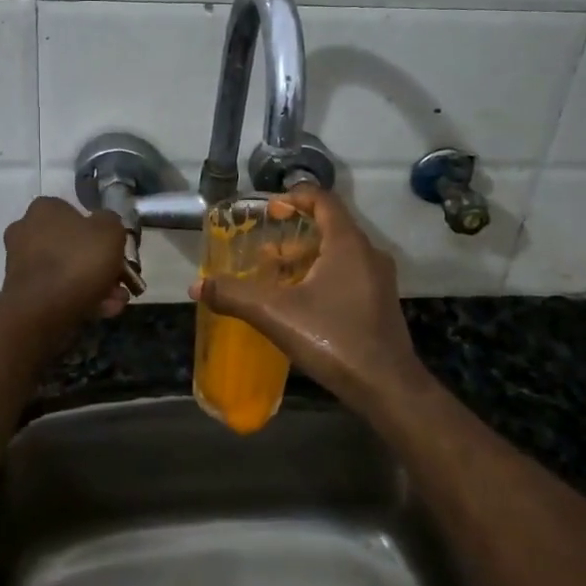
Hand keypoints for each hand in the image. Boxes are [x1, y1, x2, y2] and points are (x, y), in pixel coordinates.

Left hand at [0, 197, 131, 324]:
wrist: (41, 311)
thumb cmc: (78, 261)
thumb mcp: (111, 231)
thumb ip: (111, 223)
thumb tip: (106, 225)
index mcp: (44, 209)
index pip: (75, 212)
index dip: (99, 231)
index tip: (116, 249)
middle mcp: (26, 231)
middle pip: (72, 245)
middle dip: (99, 264)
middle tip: (120, 280)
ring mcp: (21, 263)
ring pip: (67, 271)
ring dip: (94, 285)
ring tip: (116, 302)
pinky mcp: (21, 292)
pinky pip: (56, 291)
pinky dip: (79, 299)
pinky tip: (102, 312)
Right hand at [188, 186, 430, 414]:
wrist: (388, 387)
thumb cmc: (334, 339)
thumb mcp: (276, 315)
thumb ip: (235, 296)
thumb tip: (197, 286)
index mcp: (347, 243)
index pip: (323, 200)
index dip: (294, 198)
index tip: (269, 210)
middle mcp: (367, 252)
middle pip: (329, 226)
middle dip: (294, 232)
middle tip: (264, 247)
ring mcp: (378, 278)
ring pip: (338, 252)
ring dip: (306, 256)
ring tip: (275, 274)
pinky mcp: (380, 301)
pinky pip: (348, 272)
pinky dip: (322, 274)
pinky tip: (300, 300)